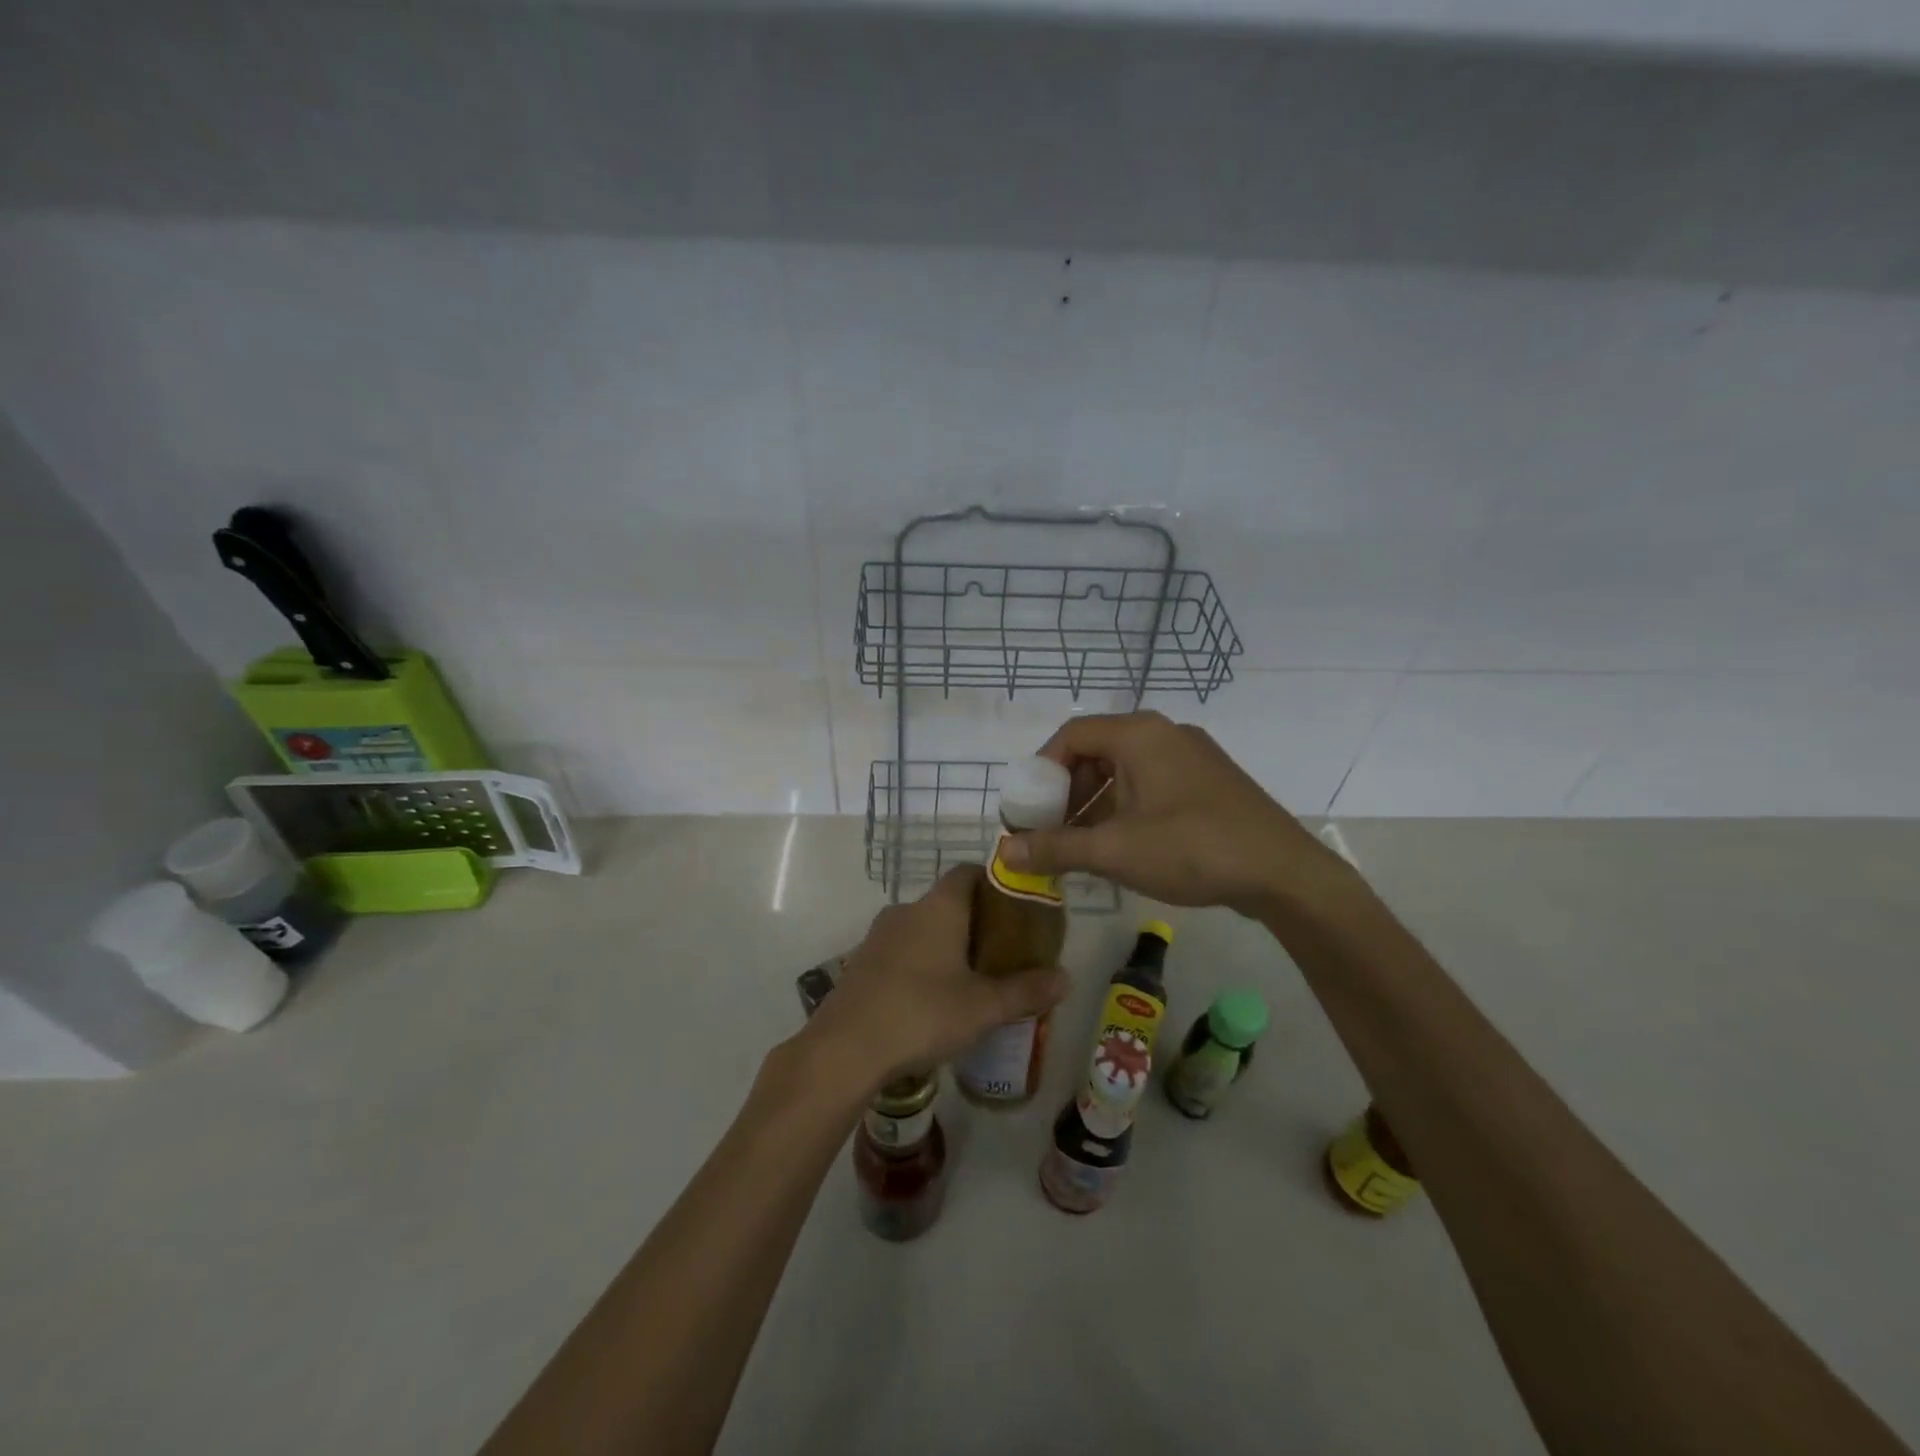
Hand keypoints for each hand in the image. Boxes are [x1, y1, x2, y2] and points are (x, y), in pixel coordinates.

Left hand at [803, 865, 1067, 1090]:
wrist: (844, 1048)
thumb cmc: (922, 1013)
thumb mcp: (983, 1007)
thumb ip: (1025, 990)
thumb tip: (1066, 978)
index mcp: (938, 907)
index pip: (968, 872)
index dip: (994, 881)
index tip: (1017, 906)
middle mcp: (906, 910)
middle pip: (947, 901)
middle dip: (976, 921)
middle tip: (1004, 950)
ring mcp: (878, 936)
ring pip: (922, 928)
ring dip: (946, 944)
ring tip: (972, 977)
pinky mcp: (861, 963)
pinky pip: (901, 951)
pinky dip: (921, 963)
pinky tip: (933, 999)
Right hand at [1000, 711, 1355, 917]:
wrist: (1285, 873)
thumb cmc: (1192, 849)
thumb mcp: (1115, 851)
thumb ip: (1056, 848)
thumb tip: (1004, 853)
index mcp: (1139, 734)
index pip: (1071, 735)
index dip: (1042, 770)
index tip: (1030, 808)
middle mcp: (1164, 733)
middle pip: (1097, 751)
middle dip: (1068, 792)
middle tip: (1053, 829)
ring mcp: (1192, 756)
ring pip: (1126, 771)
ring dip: (1096, 804)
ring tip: (1083, 845)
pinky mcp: (1209, 781)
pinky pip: (1152, 784)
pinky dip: (1126, 808)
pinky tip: (1123, 846)